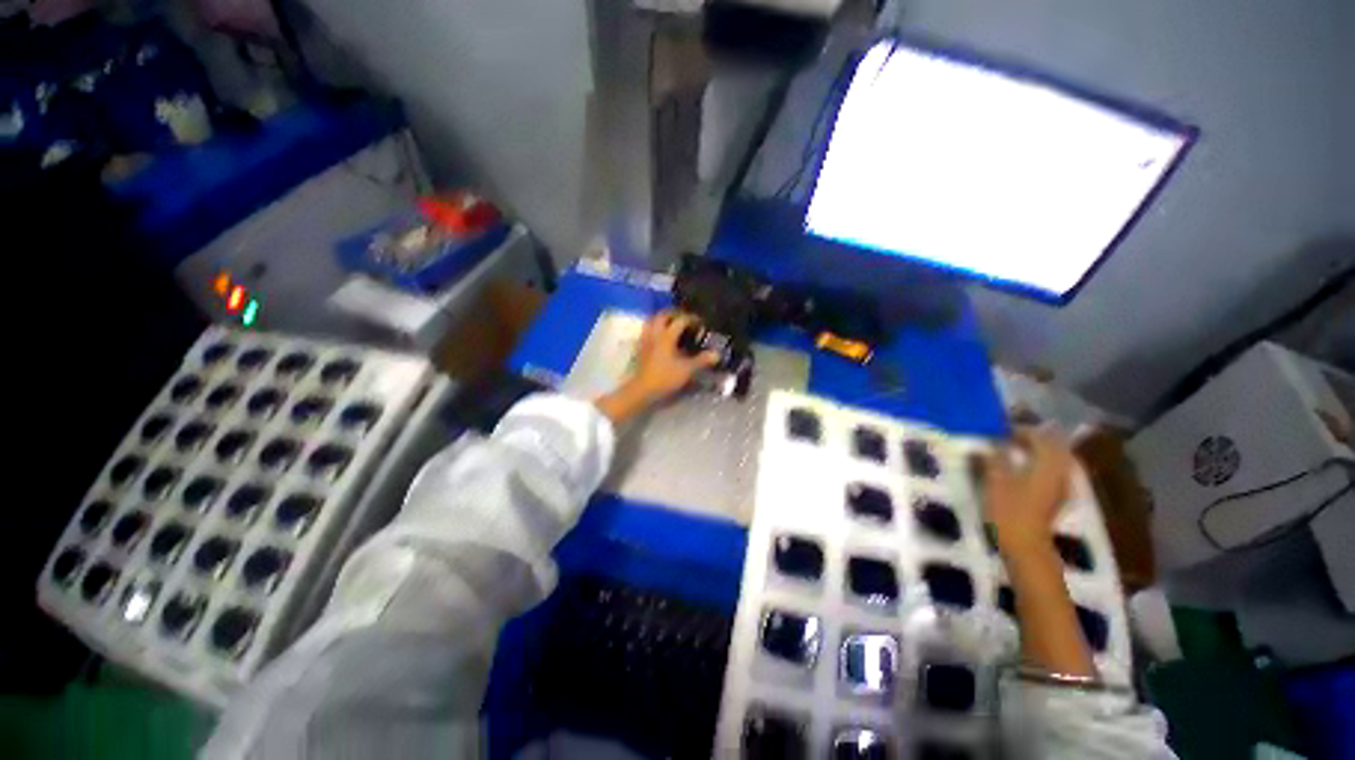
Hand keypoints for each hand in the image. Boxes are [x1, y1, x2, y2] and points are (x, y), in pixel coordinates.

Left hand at [630, 310, 719, 400]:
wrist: (642, 389)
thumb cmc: (665, 377)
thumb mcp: (687, 370)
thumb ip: (702, 360)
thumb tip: (716, 354)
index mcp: (667, 336)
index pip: (680, 320)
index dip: (692, 319)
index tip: (701, 323)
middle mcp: (655, 334)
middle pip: (663, 315)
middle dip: (674, 314)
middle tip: (685, 318)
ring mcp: (645, 340)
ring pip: (651, 321)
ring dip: (662, 320)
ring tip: (671, 325)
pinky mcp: (639, 348)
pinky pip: (647, 332)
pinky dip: (655, 330)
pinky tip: (660, 338)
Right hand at [980, 427, 1075, 555]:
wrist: (1026, 546)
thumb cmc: (1009, 510)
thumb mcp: (996, 479)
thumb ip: (994, 457)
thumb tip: (990, 443)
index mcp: (1048, 463)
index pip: (1038, 436)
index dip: (1019, 430)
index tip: (998, 429)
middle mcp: (1060, 471)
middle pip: (1051, 446)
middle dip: (1031, 439)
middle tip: (1007, 438)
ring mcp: (1061, 486)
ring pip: (1052, 459)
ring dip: (1035, 452)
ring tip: (1011, 451)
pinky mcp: (1056, 498)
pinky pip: (1050, 472)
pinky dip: (1037, 465)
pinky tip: (1021, 470)